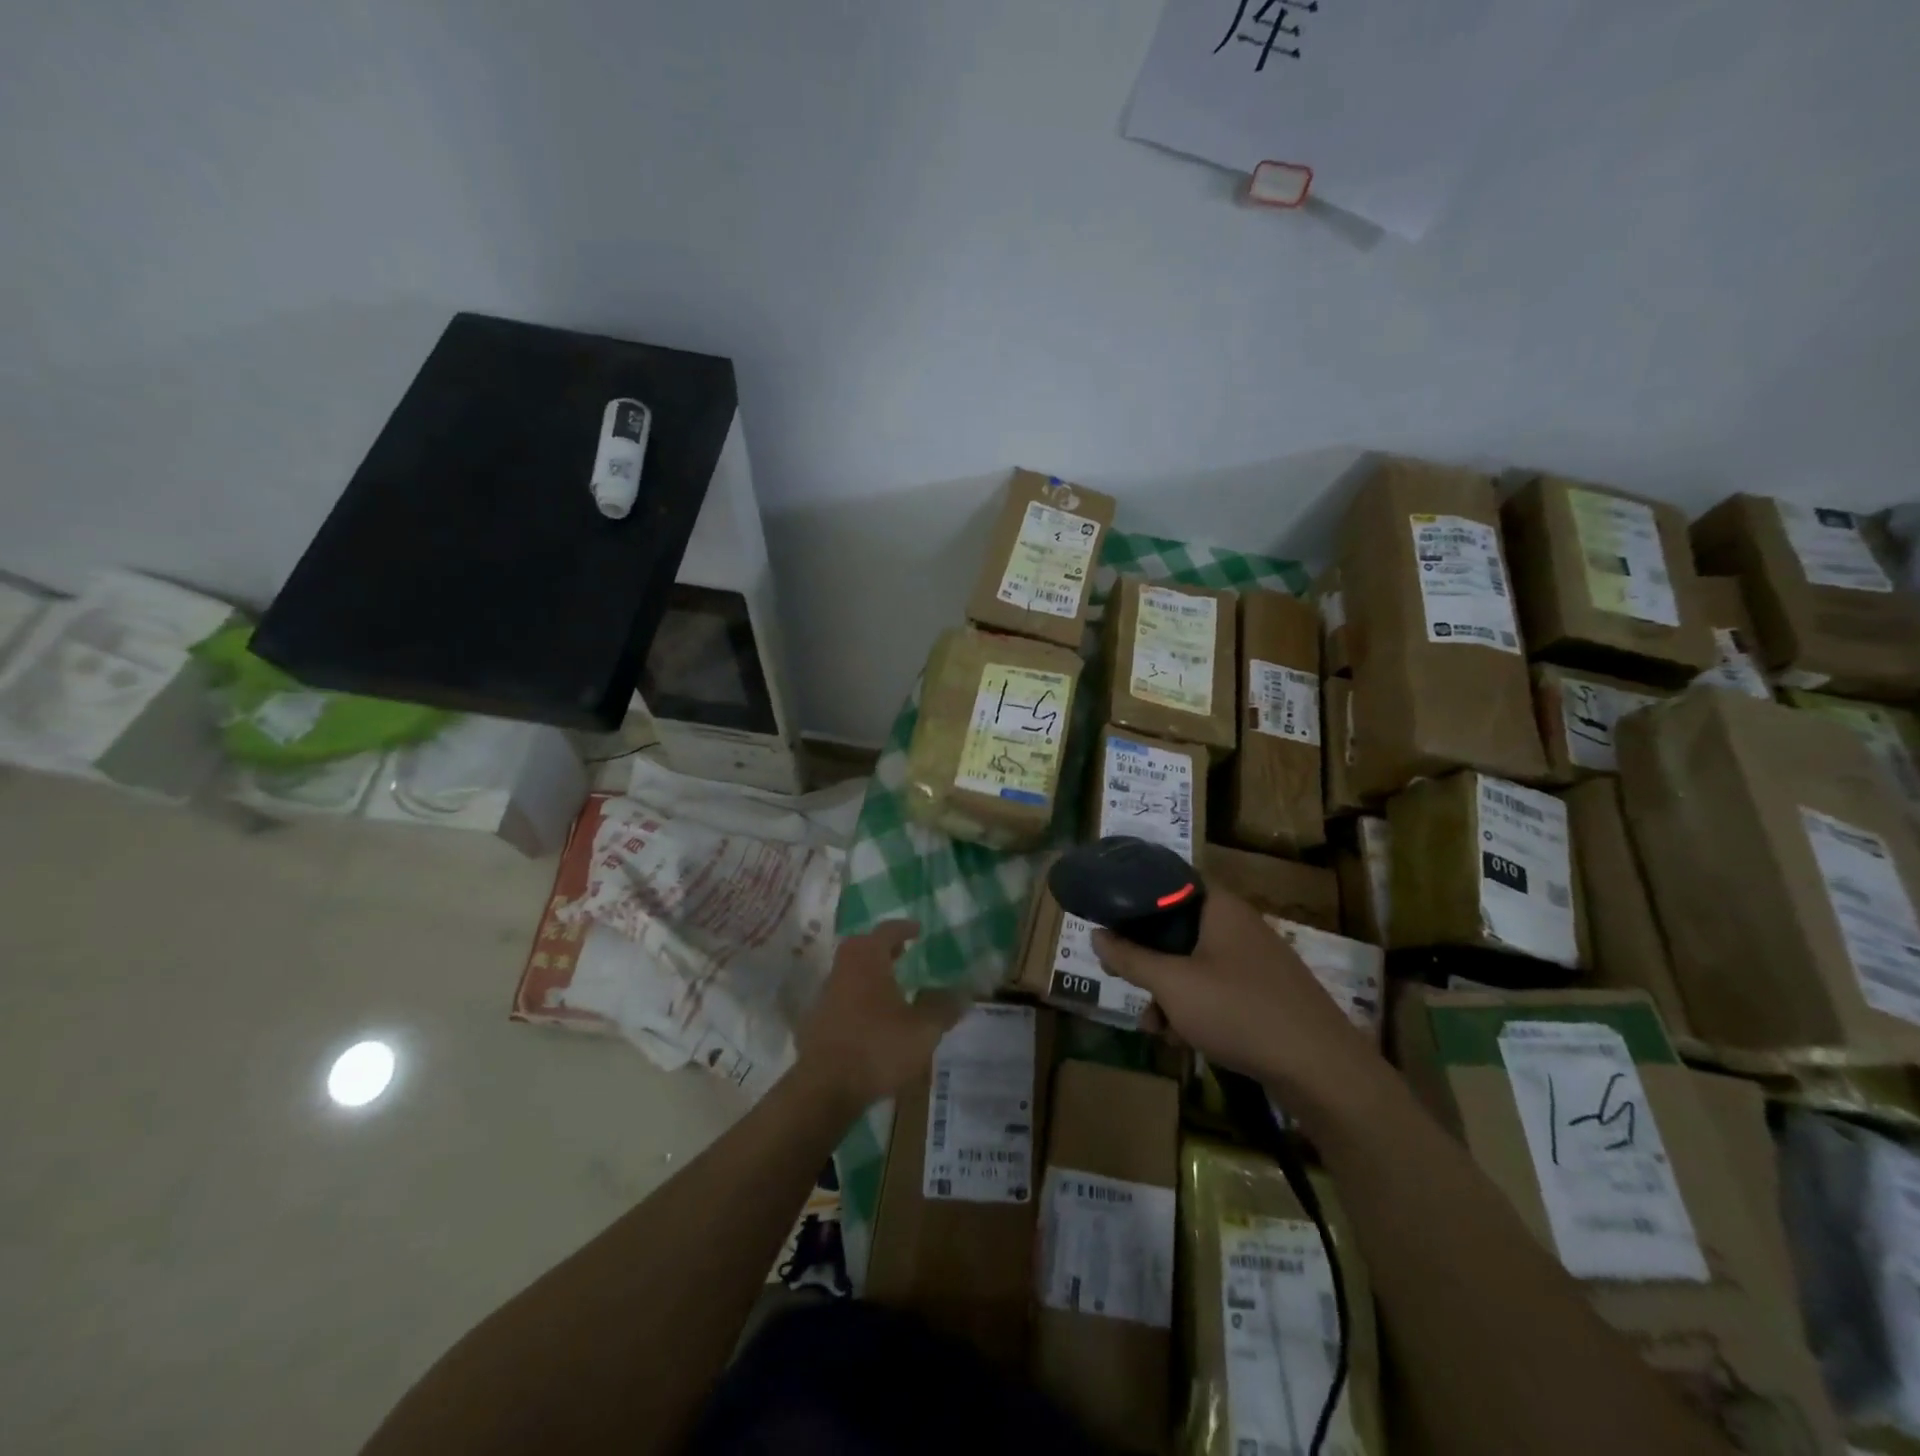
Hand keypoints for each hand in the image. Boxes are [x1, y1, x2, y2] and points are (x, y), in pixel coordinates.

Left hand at [793, 921, 964, 1113]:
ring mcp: (826, 995)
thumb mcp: (922, 1030)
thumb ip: (943, 1008)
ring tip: (891, 988)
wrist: (825, 1088)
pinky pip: (841, 997)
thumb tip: (962, 993)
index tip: (917, 931)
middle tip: (902, 954)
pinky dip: (857, 998)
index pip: (886, 931)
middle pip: (861, 947)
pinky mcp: (817, 1021)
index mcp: (868, 960)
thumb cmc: (878, 1048)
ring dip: (869, 974)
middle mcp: (843, 969)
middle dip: (882, 947)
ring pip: (849, 972)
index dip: (903, 928)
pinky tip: (872, 1019)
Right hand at [1091, 890, 1374, 1098]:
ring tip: (1153, 1025)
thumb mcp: (1172, 984)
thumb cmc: (1239, 1011)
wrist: (1321, 1070)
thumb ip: (1130, 958)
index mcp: (1220, 907)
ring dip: (1168, 991)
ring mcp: (1256, 961)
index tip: (1109, 918)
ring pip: (1195, 964)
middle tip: (1123, 979)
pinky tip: (1183, 1039)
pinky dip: (1196, 1007)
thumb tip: (1096, 934)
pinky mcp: (1266, 994)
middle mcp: (1239, 926)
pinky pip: (1217, 988)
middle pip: (1178, 928)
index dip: (1136, 897)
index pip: (1170, 882)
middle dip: (1147, 959)